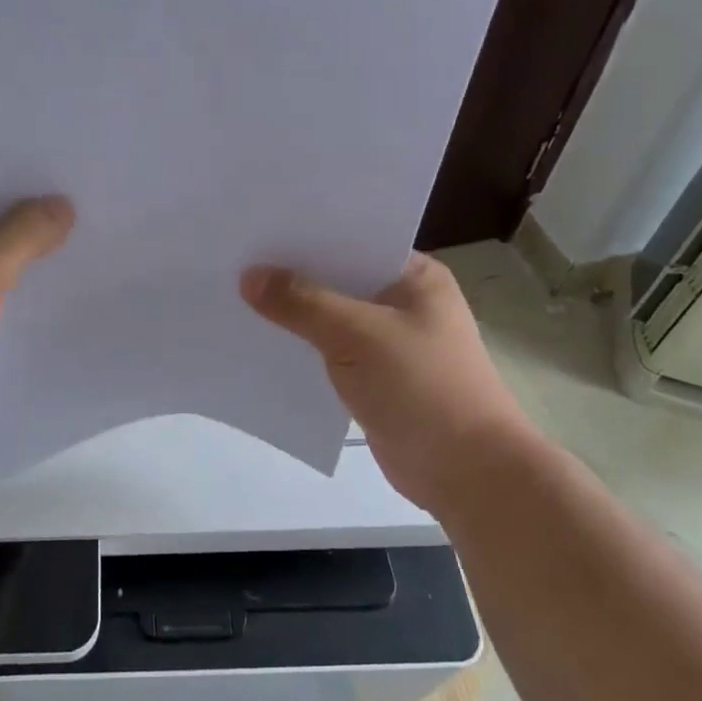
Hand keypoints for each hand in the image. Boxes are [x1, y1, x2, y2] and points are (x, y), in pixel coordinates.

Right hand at [241, 253, 542, 508]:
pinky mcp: (374, 379)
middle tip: (235, 259)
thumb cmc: (422, 387)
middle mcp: (403, 302)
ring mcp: (389, 343)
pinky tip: (260, 341)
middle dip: (292, 275)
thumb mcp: (357, 334)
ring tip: (235, 295)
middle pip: (338, 279)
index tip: (258, 227)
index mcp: (415, 277)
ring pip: (330, 318)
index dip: (307, 235)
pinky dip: (301, 348)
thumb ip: (301, 302)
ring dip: (293, 315)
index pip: (354, 241)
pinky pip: (328, 352)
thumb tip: (249, 276)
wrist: (466, 472)